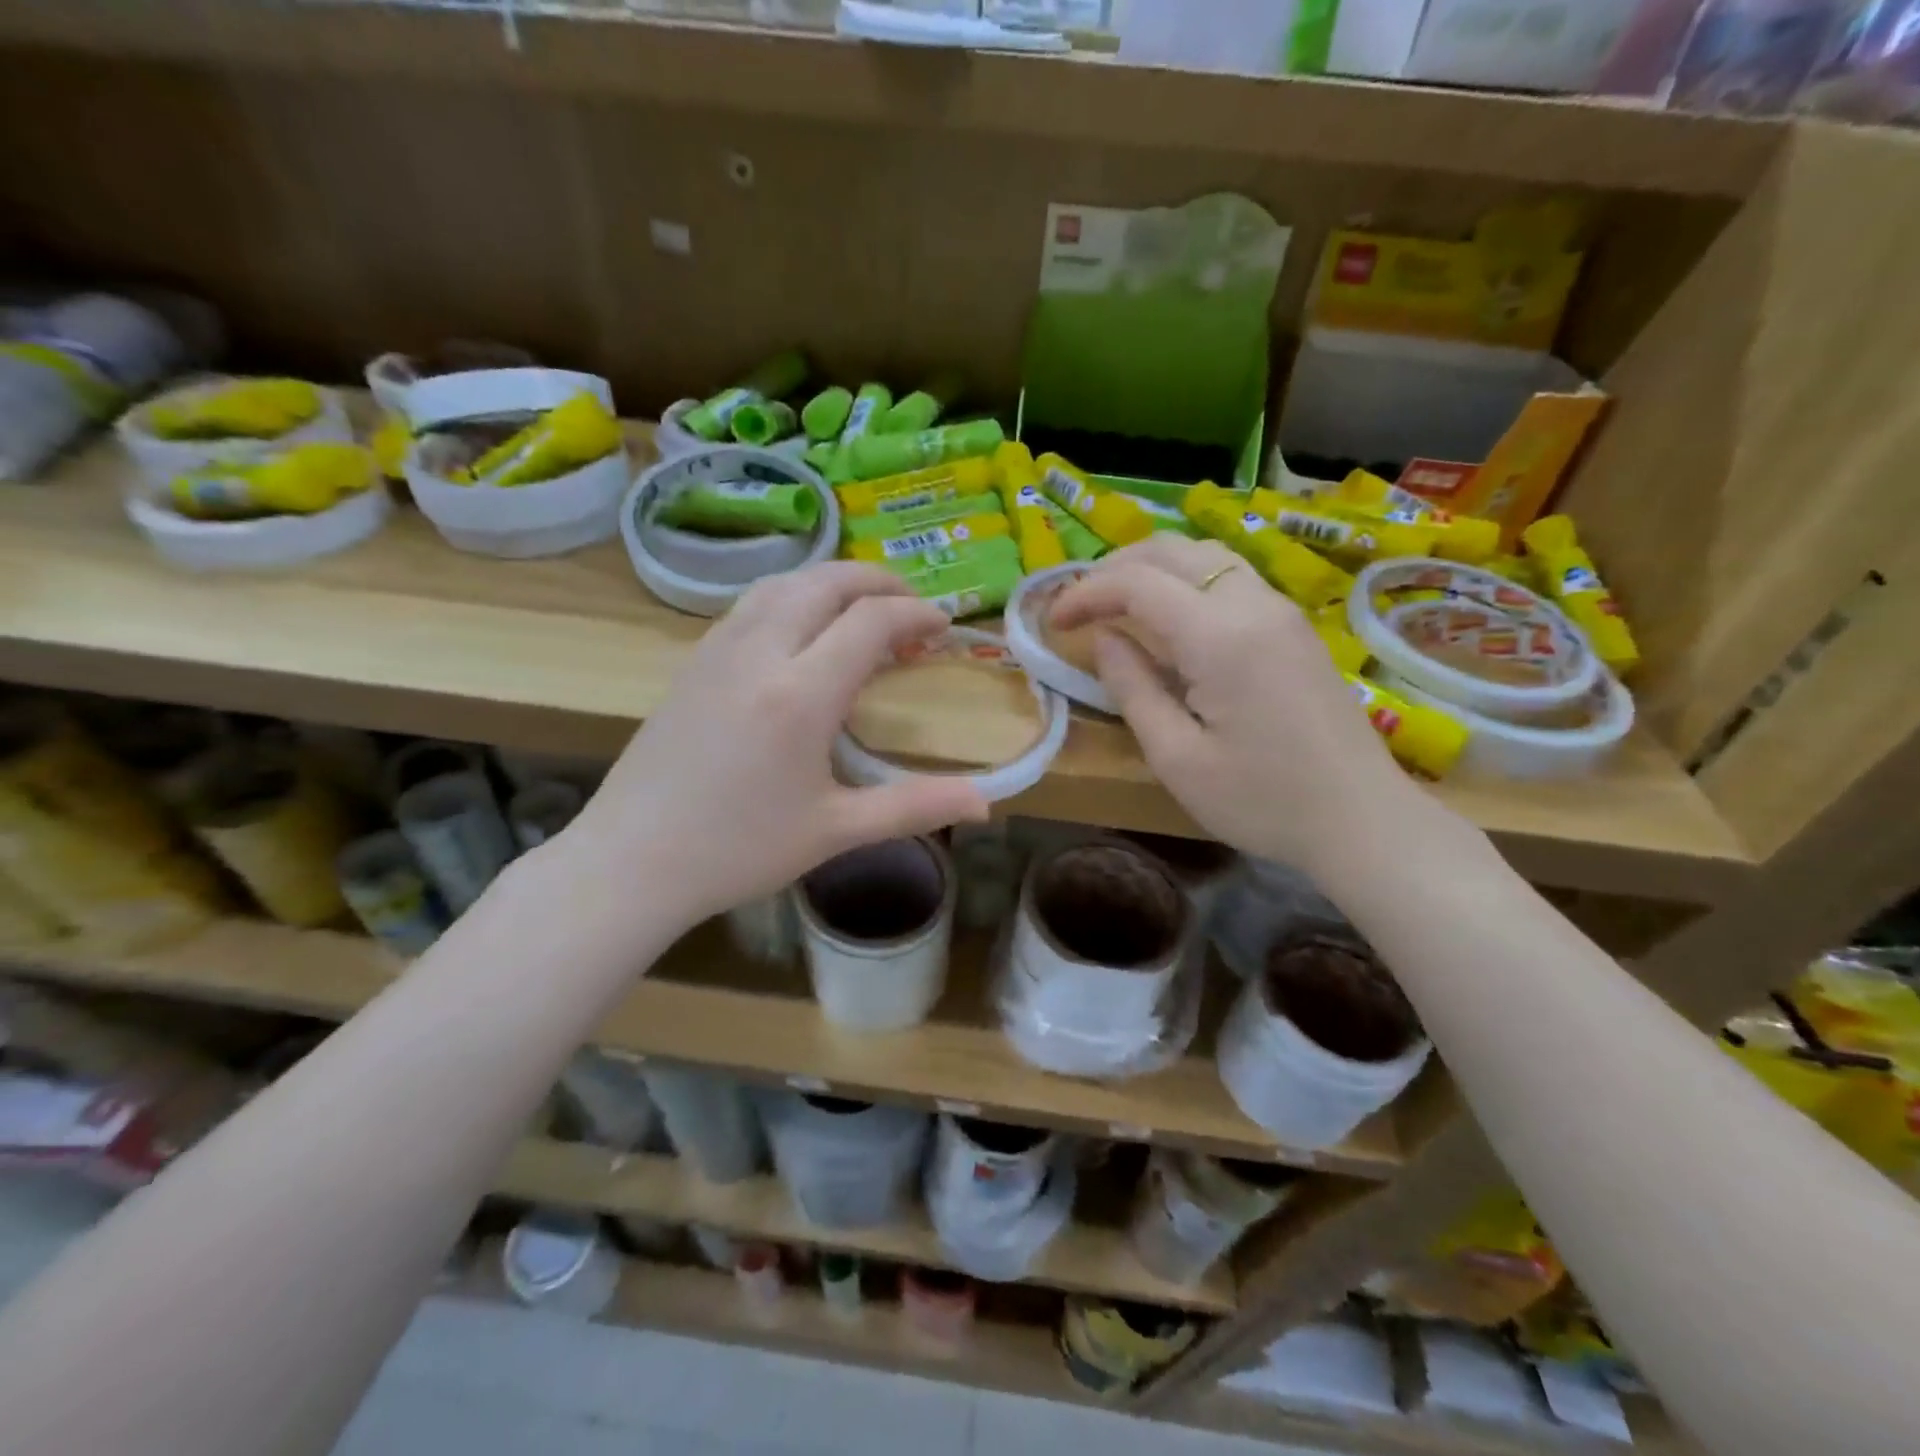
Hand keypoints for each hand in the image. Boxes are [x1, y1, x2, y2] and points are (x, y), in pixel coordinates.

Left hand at [564, 563, 989, 926]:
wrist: (631, 861)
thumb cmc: (739, 850)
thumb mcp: (836, 831)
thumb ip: (915, 807)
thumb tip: (987, 805)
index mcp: (800, 693)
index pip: (870, 621)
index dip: (915, 613)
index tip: (943, 625)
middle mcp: (759, 653)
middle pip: (825, 582)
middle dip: (877, 581)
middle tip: (911, 605)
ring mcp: (718, 651)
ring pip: (783, 584)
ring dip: (832, 582)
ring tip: (862, 608)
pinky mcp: (693, 662)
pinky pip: (751, 604)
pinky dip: (792, 596)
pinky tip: (802, 631)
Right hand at [1049, 535, 1413, 873]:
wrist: (1362, 819)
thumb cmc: (1261, 802)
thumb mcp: (1176, 757)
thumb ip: (1133, 688)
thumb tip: (1104, 639)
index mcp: (1220, 637)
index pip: (1137, 583)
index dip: (1085, 593)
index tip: (1053, 622)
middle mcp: (1254, 604)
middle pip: (1172, 550)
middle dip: (1114, 568)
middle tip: (1078, 605)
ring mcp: (1281, 611)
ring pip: (1204, 556)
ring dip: (1152, 568)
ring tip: (1115, 604)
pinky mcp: (1293, 627)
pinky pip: (1229, 578)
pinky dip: (1185, 581)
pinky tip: (1168, 618)